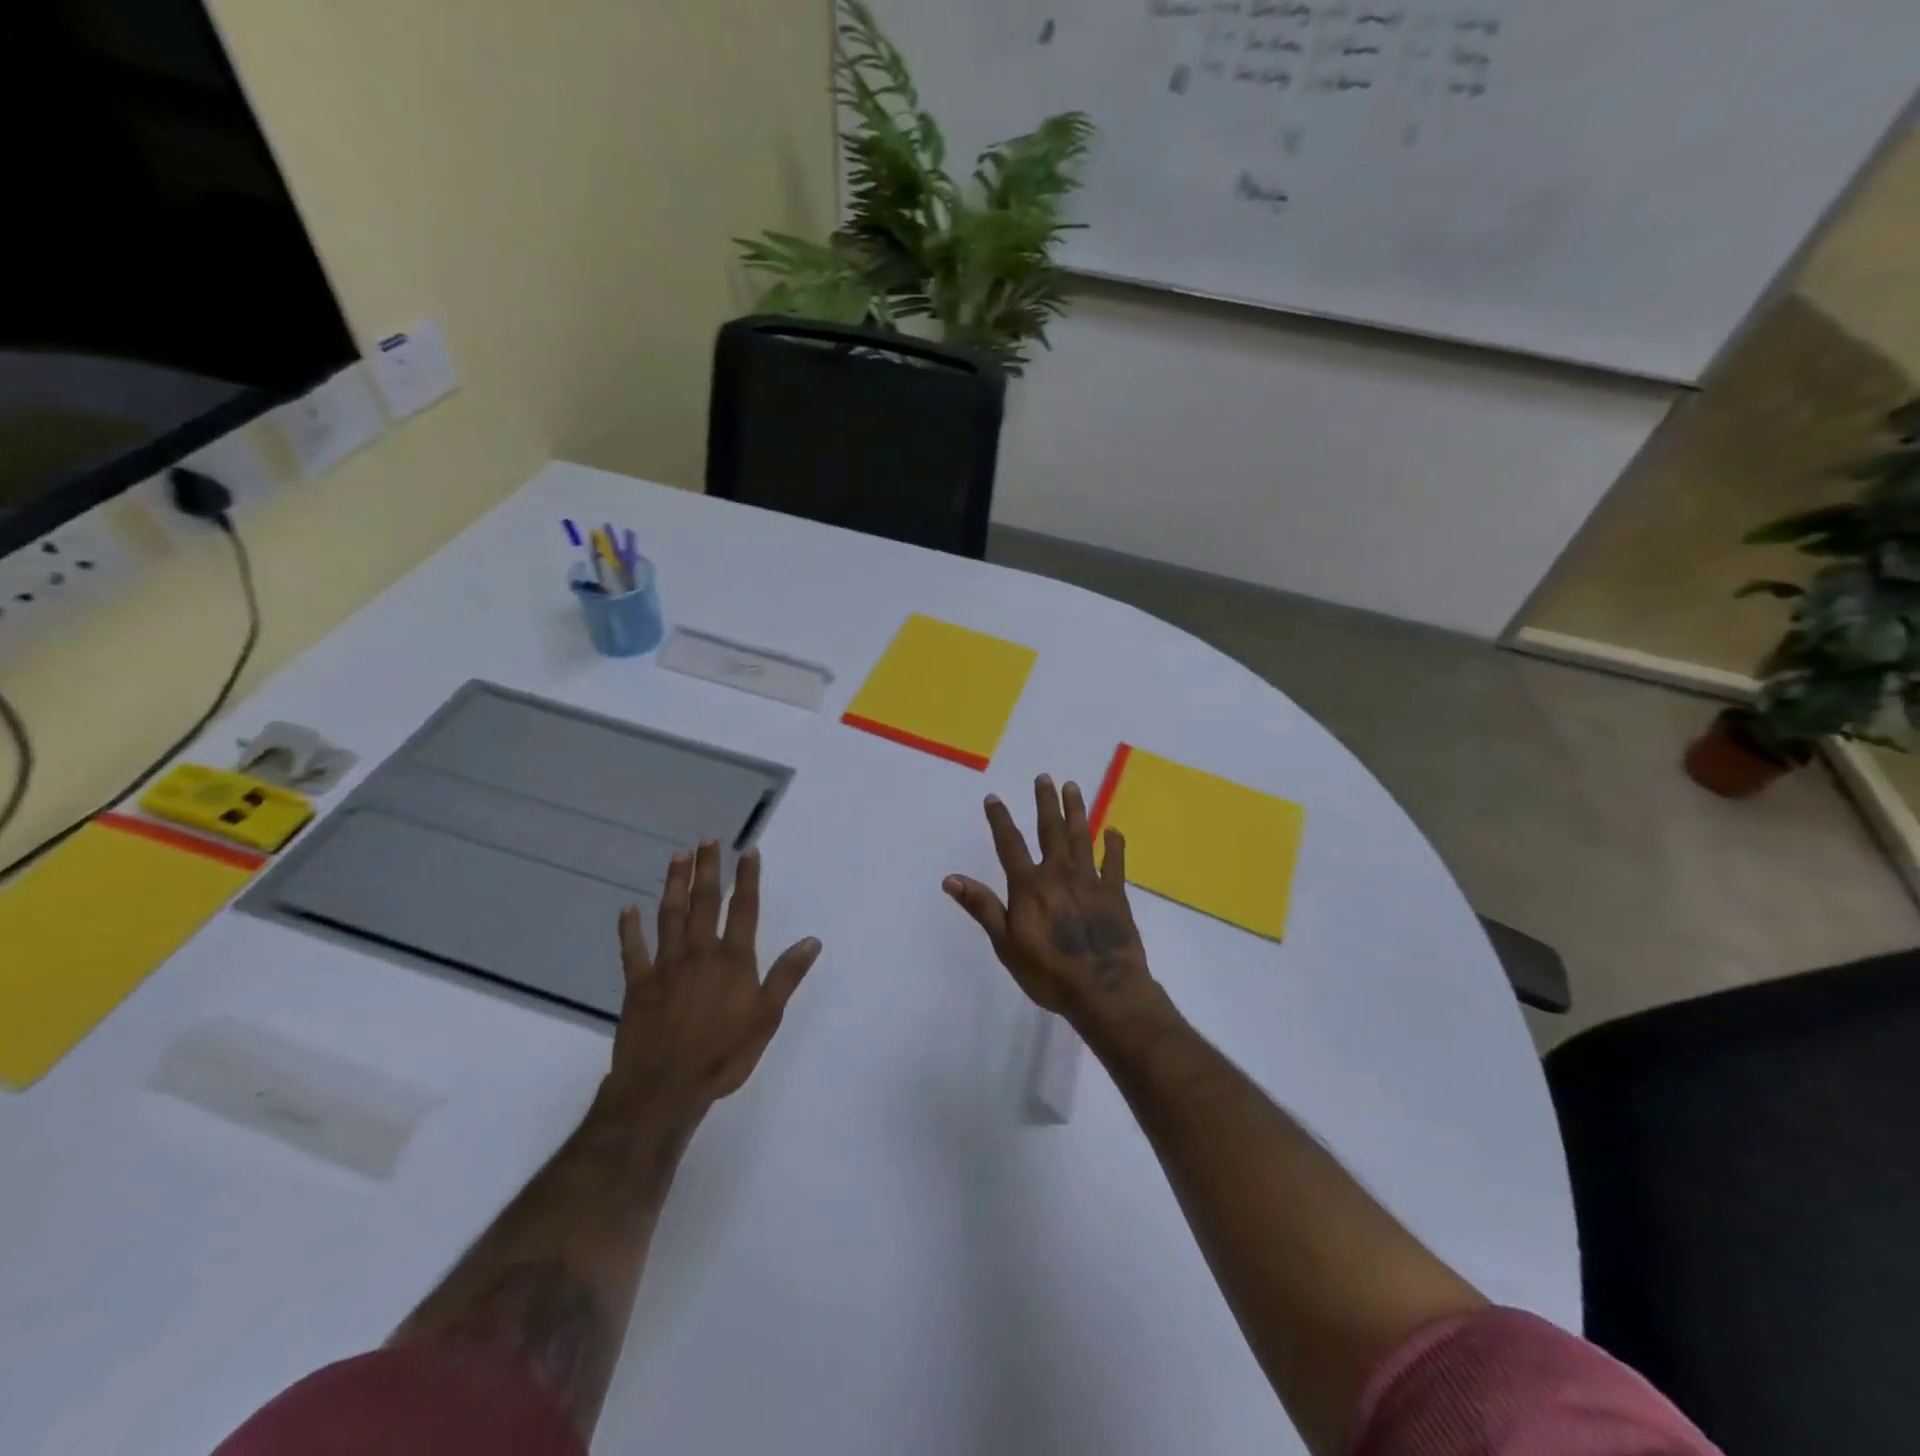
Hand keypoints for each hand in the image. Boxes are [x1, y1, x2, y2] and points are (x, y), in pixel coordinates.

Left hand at [603, 841, 821, 1118]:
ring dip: (674, 884)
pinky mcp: (638, 985)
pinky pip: (632, 951)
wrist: (665, 1089)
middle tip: (707, 841)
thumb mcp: (766, 1019)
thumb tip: (811, 940)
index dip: (748, 879)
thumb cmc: (723, 1056)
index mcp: (732, 961)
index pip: (744, 910)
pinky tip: (627, 909)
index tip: (748, 851)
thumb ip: (786, 976)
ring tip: (678, 857)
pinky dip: (630, 929)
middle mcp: (699, 954)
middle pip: (705, 903)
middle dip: (708, 870)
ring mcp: (665, 967)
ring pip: (670, 916)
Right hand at [944, 774, 1156, 1021]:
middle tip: (1045, 778)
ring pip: (1082, 837)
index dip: (1000, 820)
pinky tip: (1113, 830)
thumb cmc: (1048, 972)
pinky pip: (1115, 862)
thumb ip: (983, 907)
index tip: (993, 797)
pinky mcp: (1116, 893)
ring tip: (1073, 787)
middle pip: (1051, 830)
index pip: (1010, 844)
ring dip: (1076, 811)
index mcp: (1030, 886)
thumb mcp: (1006, 944)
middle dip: (1046, 802)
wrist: (1103, 990)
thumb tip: (951, 878)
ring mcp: (1091, 880)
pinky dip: (1115, 844)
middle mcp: (1059, 874)